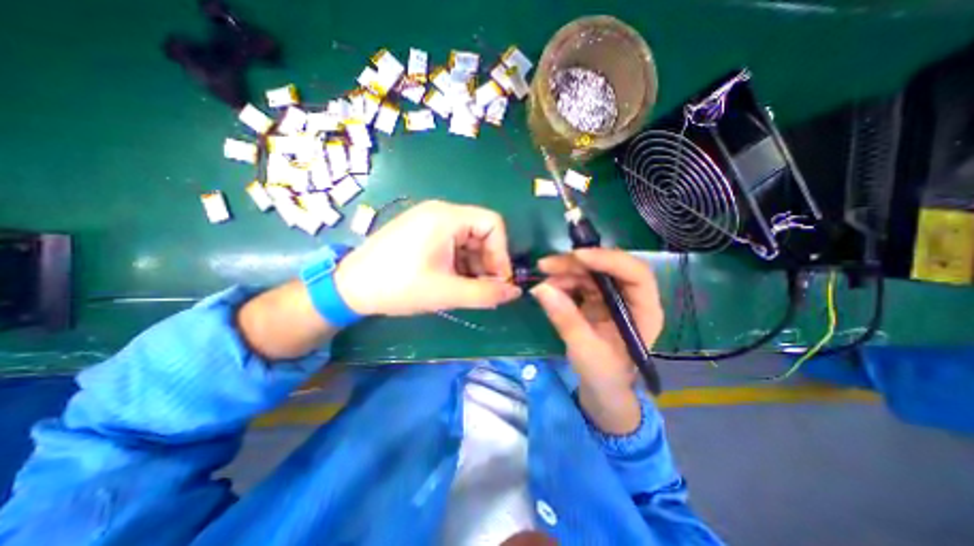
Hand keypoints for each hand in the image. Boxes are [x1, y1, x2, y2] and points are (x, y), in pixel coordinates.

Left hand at [333, 201, 520, 314]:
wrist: (350, 287)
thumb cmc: (399, 286)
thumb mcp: (446, 293)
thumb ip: (486, 293)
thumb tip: (515, 292)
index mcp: (447, 217)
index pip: (493, 224)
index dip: (502, 253)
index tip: (500, 280)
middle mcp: (440, 212)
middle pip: (481, 232)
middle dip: (488, 261)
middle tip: (486, 289)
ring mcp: (429, 220)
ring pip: (468, 239)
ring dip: (475, 264)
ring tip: (470, 289)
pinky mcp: (421, 231)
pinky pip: (453, 243)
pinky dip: (460, 262)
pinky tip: (455, 281)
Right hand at [532, 247, 660, 434]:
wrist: (602, 390)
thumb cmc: (604, 377)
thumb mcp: (584, 351)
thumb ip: (565, 319)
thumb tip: (541, 288)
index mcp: (644, 311)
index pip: (635, 274)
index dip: (607, 260)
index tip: (576, 257)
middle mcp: (631, 298)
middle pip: (609, 267)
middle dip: (577, 263)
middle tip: (546, 265)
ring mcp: (613, 298)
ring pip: (591, 272)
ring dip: (566, 271)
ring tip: (543, 279)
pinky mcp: (597, 300)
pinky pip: (580, 282)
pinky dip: (563, 281)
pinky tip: (548, 287)